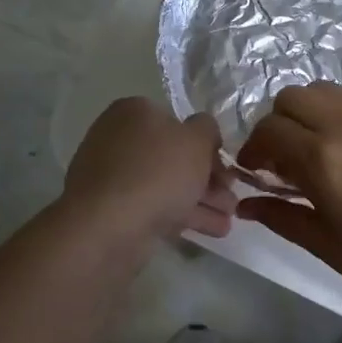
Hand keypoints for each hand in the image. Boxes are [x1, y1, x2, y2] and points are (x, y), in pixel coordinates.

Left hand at [65, 97, 236, 242]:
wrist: (109, 225)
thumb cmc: (157, 172)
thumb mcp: (196, 140)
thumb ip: (208, 129)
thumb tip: (204, 132)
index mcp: (134, 112)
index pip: (177, 122)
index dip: (206, 144)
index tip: (227, 166)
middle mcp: (119, 139)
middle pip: (173, 156)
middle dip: (208, 178)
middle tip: (232, 196)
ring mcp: (113, 176)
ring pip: (167, 184)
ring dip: (201, 199)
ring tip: (230, 218)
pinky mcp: (113, 209)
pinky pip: (155, 206)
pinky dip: (183, 215)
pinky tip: (213, 230)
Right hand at [236, 83, 341, 310]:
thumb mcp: (322, 242)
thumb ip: (278, 215)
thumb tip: (244, 205)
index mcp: (324, 157)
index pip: (269, 130)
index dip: (253, 149)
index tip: (255, 171)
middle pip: (292, 97)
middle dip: (277, 124)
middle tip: (282, 158)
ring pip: (325, 91)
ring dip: (308, 114)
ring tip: (315, 149)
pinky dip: (339, 114)